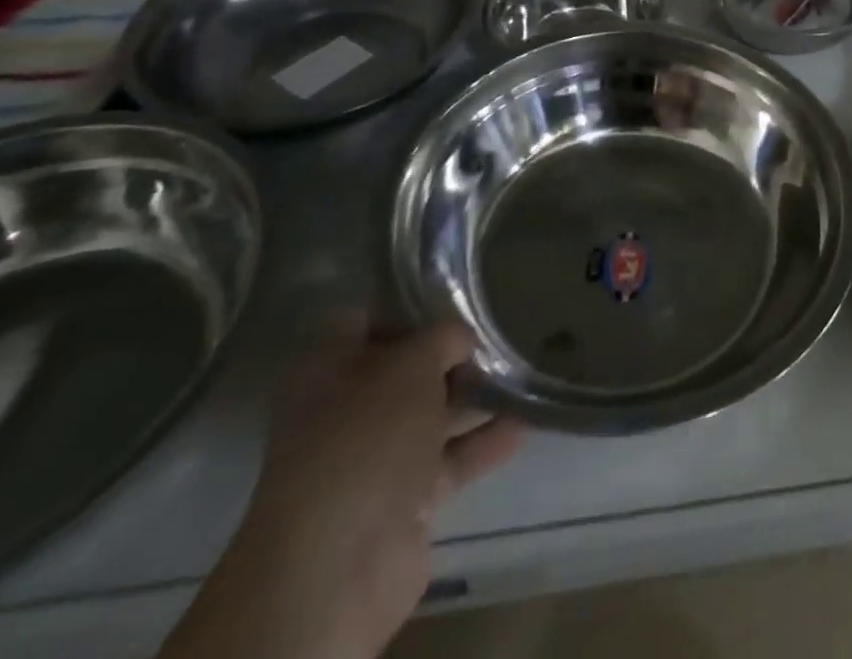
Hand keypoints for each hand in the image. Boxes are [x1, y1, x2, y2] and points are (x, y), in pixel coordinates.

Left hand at [161, 320, 521, 658]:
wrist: (341, 562)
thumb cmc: (367, 436)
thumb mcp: (412, 363)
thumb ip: (442, 336)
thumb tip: (461, 336)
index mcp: (325, 367)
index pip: (366, 315)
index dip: (408, 300)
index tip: (457, 289)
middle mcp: (342, 408)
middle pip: (402, 366)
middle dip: (449, 351)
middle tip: (499, 324)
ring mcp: (371, 457)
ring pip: (429, 413)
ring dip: (472, 396)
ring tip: (522, 367)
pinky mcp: (401, 498)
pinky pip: (449, 458)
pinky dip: (484, 441)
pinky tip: (525, 420)